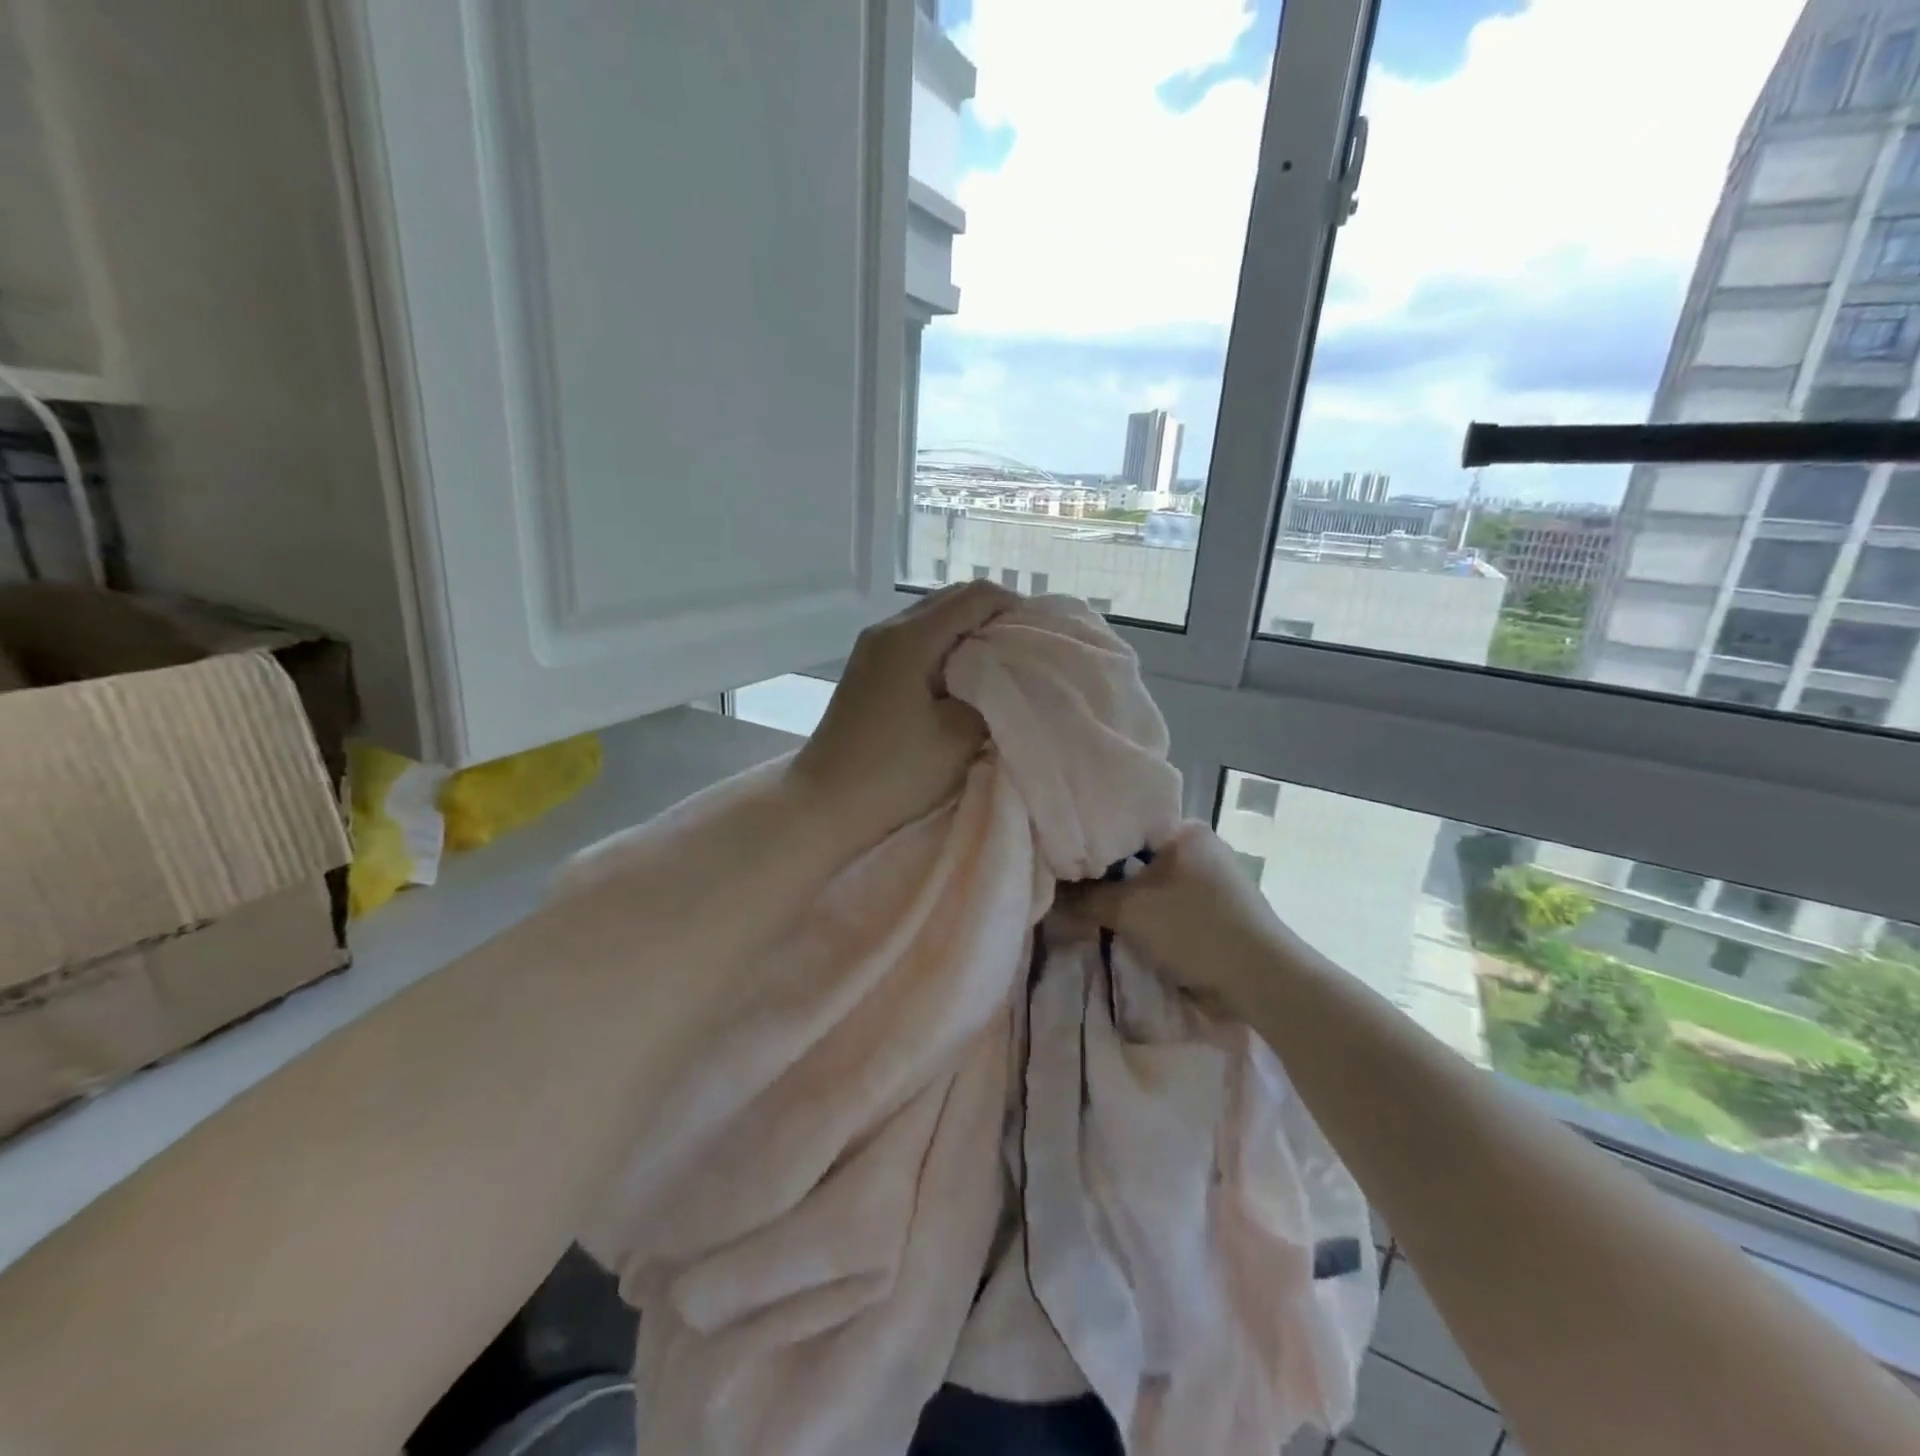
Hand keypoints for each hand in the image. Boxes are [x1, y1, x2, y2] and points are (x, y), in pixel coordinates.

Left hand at [788, 581, 1019, 842]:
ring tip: (998, 667)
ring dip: (969, 634)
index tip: (1041, 638)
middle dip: (994, 618)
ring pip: (933, 619)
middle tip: (1025, 652)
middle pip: (952, 600)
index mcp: (910, 638)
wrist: (824, 805)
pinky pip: (917, 641)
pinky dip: (946, 649)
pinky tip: (963, 680)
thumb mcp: (958, 737)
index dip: (1015, 608)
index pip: (975, 596)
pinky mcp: (868, 669)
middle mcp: (888, 630)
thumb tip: (1006, 676)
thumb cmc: (894, 773)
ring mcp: (873, 648)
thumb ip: (992, 695)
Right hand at [1055, 821, 1297, 1018]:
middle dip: (1108, 875)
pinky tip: (1126, 925)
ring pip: (1153, 883)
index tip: (1064, 863)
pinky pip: (1169, 903)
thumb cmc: (1194, 929)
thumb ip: (1085, 899)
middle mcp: (1200, 846)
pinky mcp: (1218, 909)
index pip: (1125, 825)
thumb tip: (1049, 896)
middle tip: (1070, 888)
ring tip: (1091, 908)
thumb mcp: (1130, 910)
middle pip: (1137, 856)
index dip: (1091, 844)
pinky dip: (1149, 913)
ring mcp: (1212, 878)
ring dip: (1128, 898)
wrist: (1262, 979)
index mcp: (1185, 830)